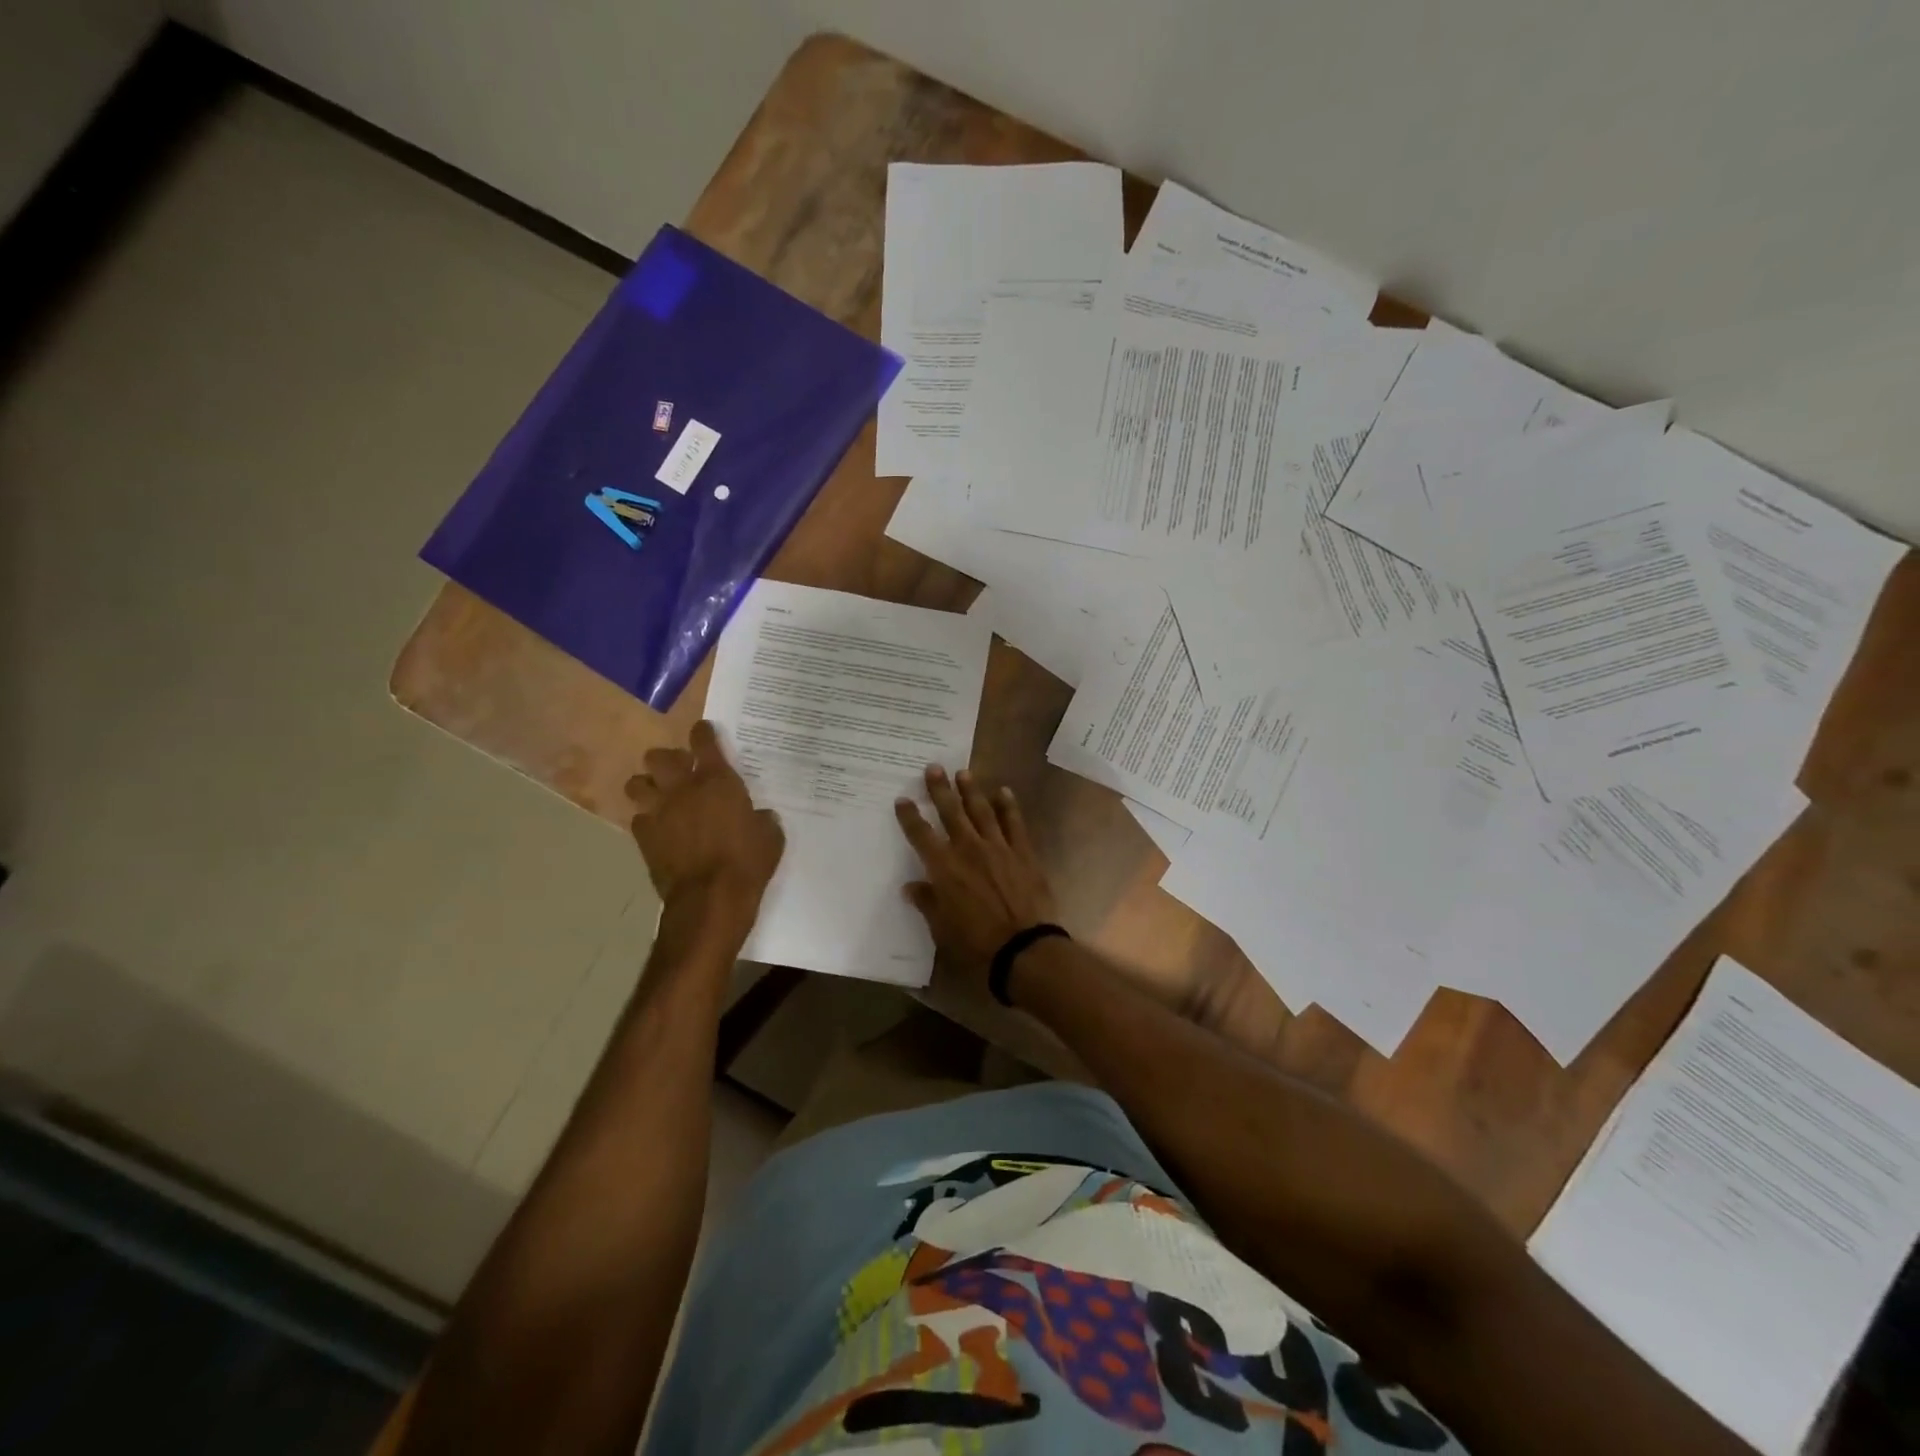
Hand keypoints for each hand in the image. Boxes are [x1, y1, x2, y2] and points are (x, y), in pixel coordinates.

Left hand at [626, 721, 783, 917]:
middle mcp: (682, 788)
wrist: (710, 898)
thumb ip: (762, 818)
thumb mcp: (770, 836)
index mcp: (717, 780)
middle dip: (667, 759)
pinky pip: (638, 819)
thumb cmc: (747, 861)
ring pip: (636, 784)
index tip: (703, 731)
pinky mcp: (644, 838)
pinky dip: (647, 820)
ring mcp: (658, 812)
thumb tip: (759, 816)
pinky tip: (658, 829)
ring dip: (647, 786)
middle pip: (659, 757)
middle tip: (680, 770)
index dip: (702, 733)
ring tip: (660, 795)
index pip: (703, 742)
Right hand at [895, 765, 1058, 989]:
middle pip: (951, 812)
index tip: (903, 799)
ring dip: (971, 791)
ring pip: (981, 811)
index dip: (910, 816)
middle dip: (940, 789)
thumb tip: (911, 887)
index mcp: (944, 868)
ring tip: (964, 772)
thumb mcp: (942, 928)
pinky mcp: (1023, 852)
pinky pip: (1014, 823)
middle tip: (934, 767)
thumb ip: (927, 902)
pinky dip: (1008, 806)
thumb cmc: (976, 942)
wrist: (1023, 947)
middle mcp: (968, 849)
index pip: (921, 835)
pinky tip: (1004, 792)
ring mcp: (998, 847)